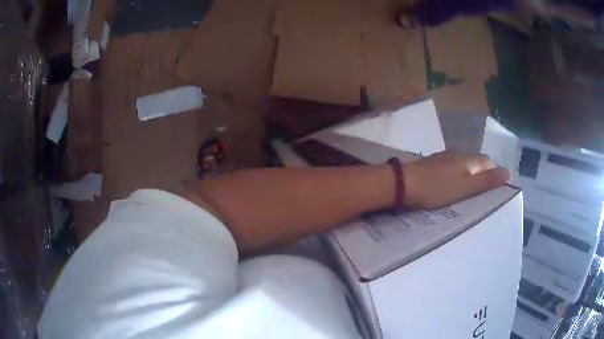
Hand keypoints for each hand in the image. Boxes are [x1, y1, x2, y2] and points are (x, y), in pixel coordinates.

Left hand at [402, 151, 509, 208]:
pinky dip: (455, 176)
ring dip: (468, 175)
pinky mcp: (431, 164)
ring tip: (468, 191)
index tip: (494, 187)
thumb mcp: (465, 188)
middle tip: (481, 192)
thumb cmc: (437, 188)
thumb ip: (486, 181)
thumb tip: (507, 172)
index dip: (493, 172)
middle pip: (474, 162)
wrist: (404, 183)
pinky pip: (449, 169)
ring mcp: (442, 158)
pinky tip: (450, 186)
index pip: (487, 161)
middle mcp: (456, 154)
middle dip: (481, 174)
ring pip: (461, 165)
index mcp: (466, 159)